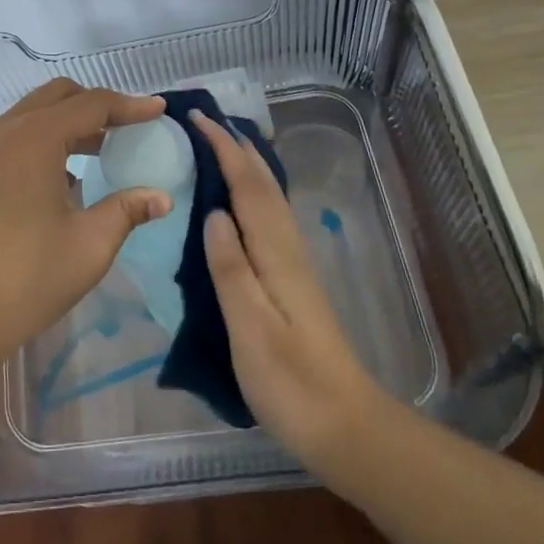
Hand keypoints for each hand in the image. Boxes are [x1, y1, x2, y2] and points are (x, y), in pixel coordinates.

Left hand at [0, 79, 173, 373]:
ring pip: (34, 112)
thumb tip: (161, 197)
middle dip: (98, 104)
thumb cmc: (25, 278)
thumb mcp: (88, 245)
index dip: (129, 105)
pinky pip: (16, 134)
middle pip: (59, 96)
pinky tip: (65, 172)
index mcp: (35, 137)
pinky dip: (46, 137)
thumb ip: (126, 211)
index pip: (92, 104)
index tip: (159, 109)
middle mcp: (5, 129)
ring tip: (104, 146)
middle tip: (131, 126)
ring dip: (70, 120)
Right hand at [191, 110, 380, 473]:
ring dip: (244, 163)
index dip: (223, 147)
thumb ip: (231, 269)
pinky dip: (250, 191)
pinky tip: (238, 201)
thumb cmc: (292, 383)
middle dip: (235, 145)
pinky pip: (267, 215)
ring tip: (216, 145)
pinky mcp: (292, 279)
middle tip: (203, 120)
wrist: (346, 426)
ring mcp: (293, 262)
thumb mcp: (251, 329)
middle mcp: (287, 246)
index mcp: (275, 252)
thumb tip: (213, 211)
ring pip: (268, 196)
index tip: (196, 117)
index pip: (247, 184)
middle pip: (263, 182)